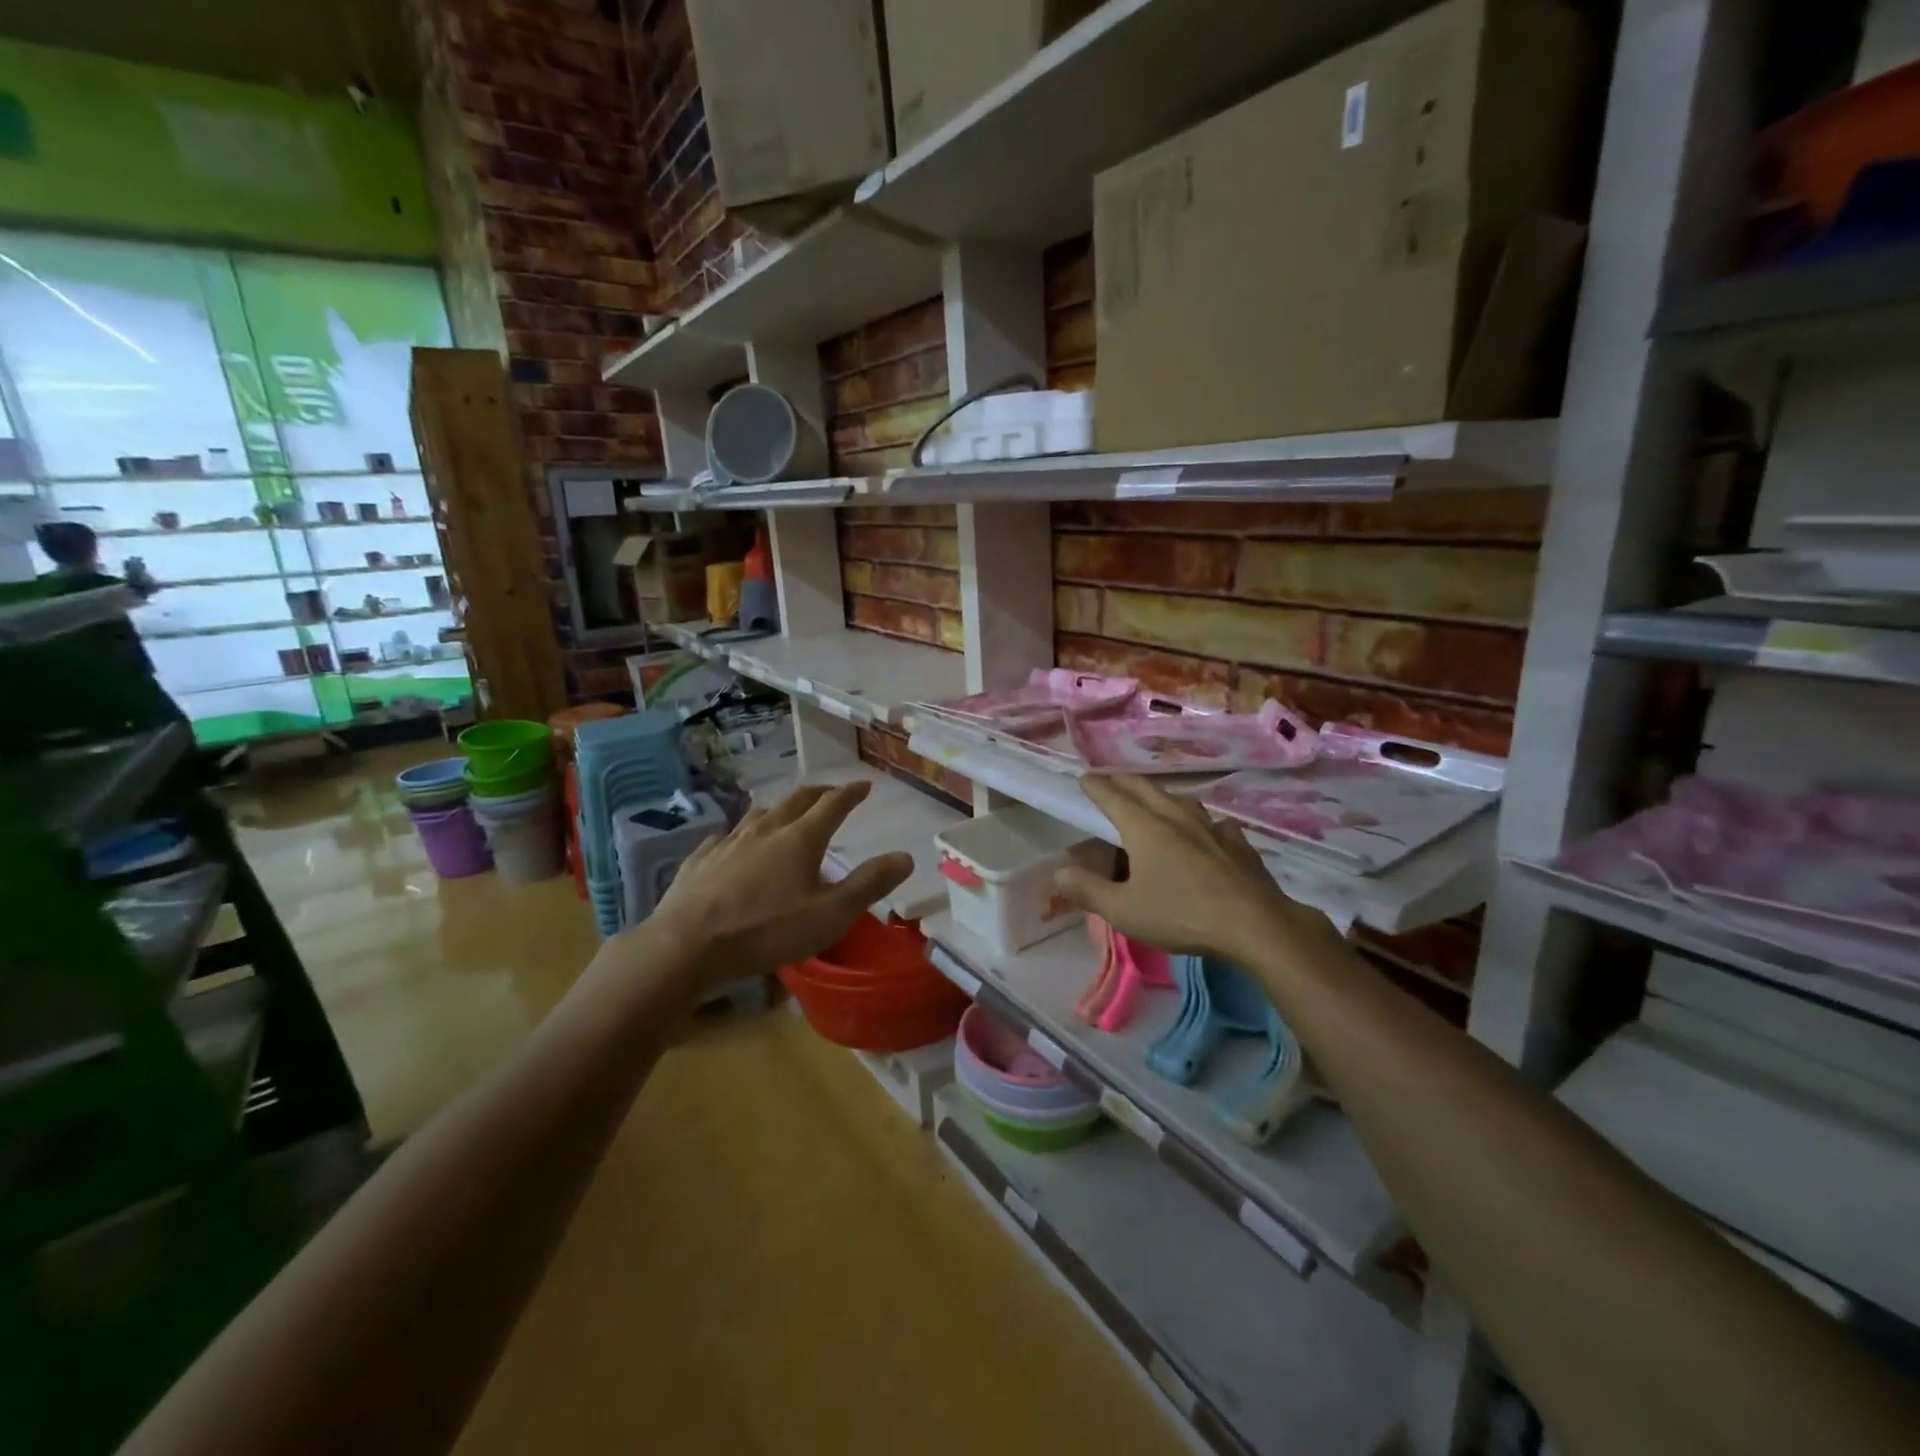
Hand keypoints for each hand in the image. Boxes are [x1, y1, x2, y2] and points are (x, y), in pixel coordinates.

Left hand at [637, 782, 912, 990]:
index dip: (851, 793)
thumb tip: (905, 856)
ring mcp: (729, 842)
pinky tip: (734, 844)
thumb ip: (869, 884)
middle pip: (796, 800)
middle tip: (832, 794)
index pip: (833, 804)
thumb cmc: (767, 930)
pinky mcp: (701, 860)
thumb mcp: (830, 915)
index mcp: (801, 839)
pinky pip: (725, 837)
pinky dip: (740, 835)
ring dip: (780, 810)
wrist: (687, 944)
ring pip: (759, 814)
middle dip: (819, 793)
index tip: (864, 785)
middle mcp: (766, 830)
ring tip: (786, 815)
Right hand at [1054, 775, 1341, 967]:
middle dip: (1123, 781)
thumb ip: (1089, 890)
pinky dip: (1201, 821)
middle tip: (1110, 778)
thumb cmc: (1181, 914)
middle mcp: (1175, 817)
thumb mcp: (1124, 910)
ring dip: (1161, 794)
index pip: (1112, 797)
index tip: (1084, 777)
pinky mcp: (1237, 842)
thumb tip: (1058, 872)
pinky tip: (1207, 830)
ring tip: (1154, 798)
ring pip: (1180, 800)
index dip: (1096, 786)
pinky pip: (1213, 822)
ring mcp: (1210, 826)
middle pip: (1145, 788)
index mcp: (1144, 827)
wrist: (1255, 924)